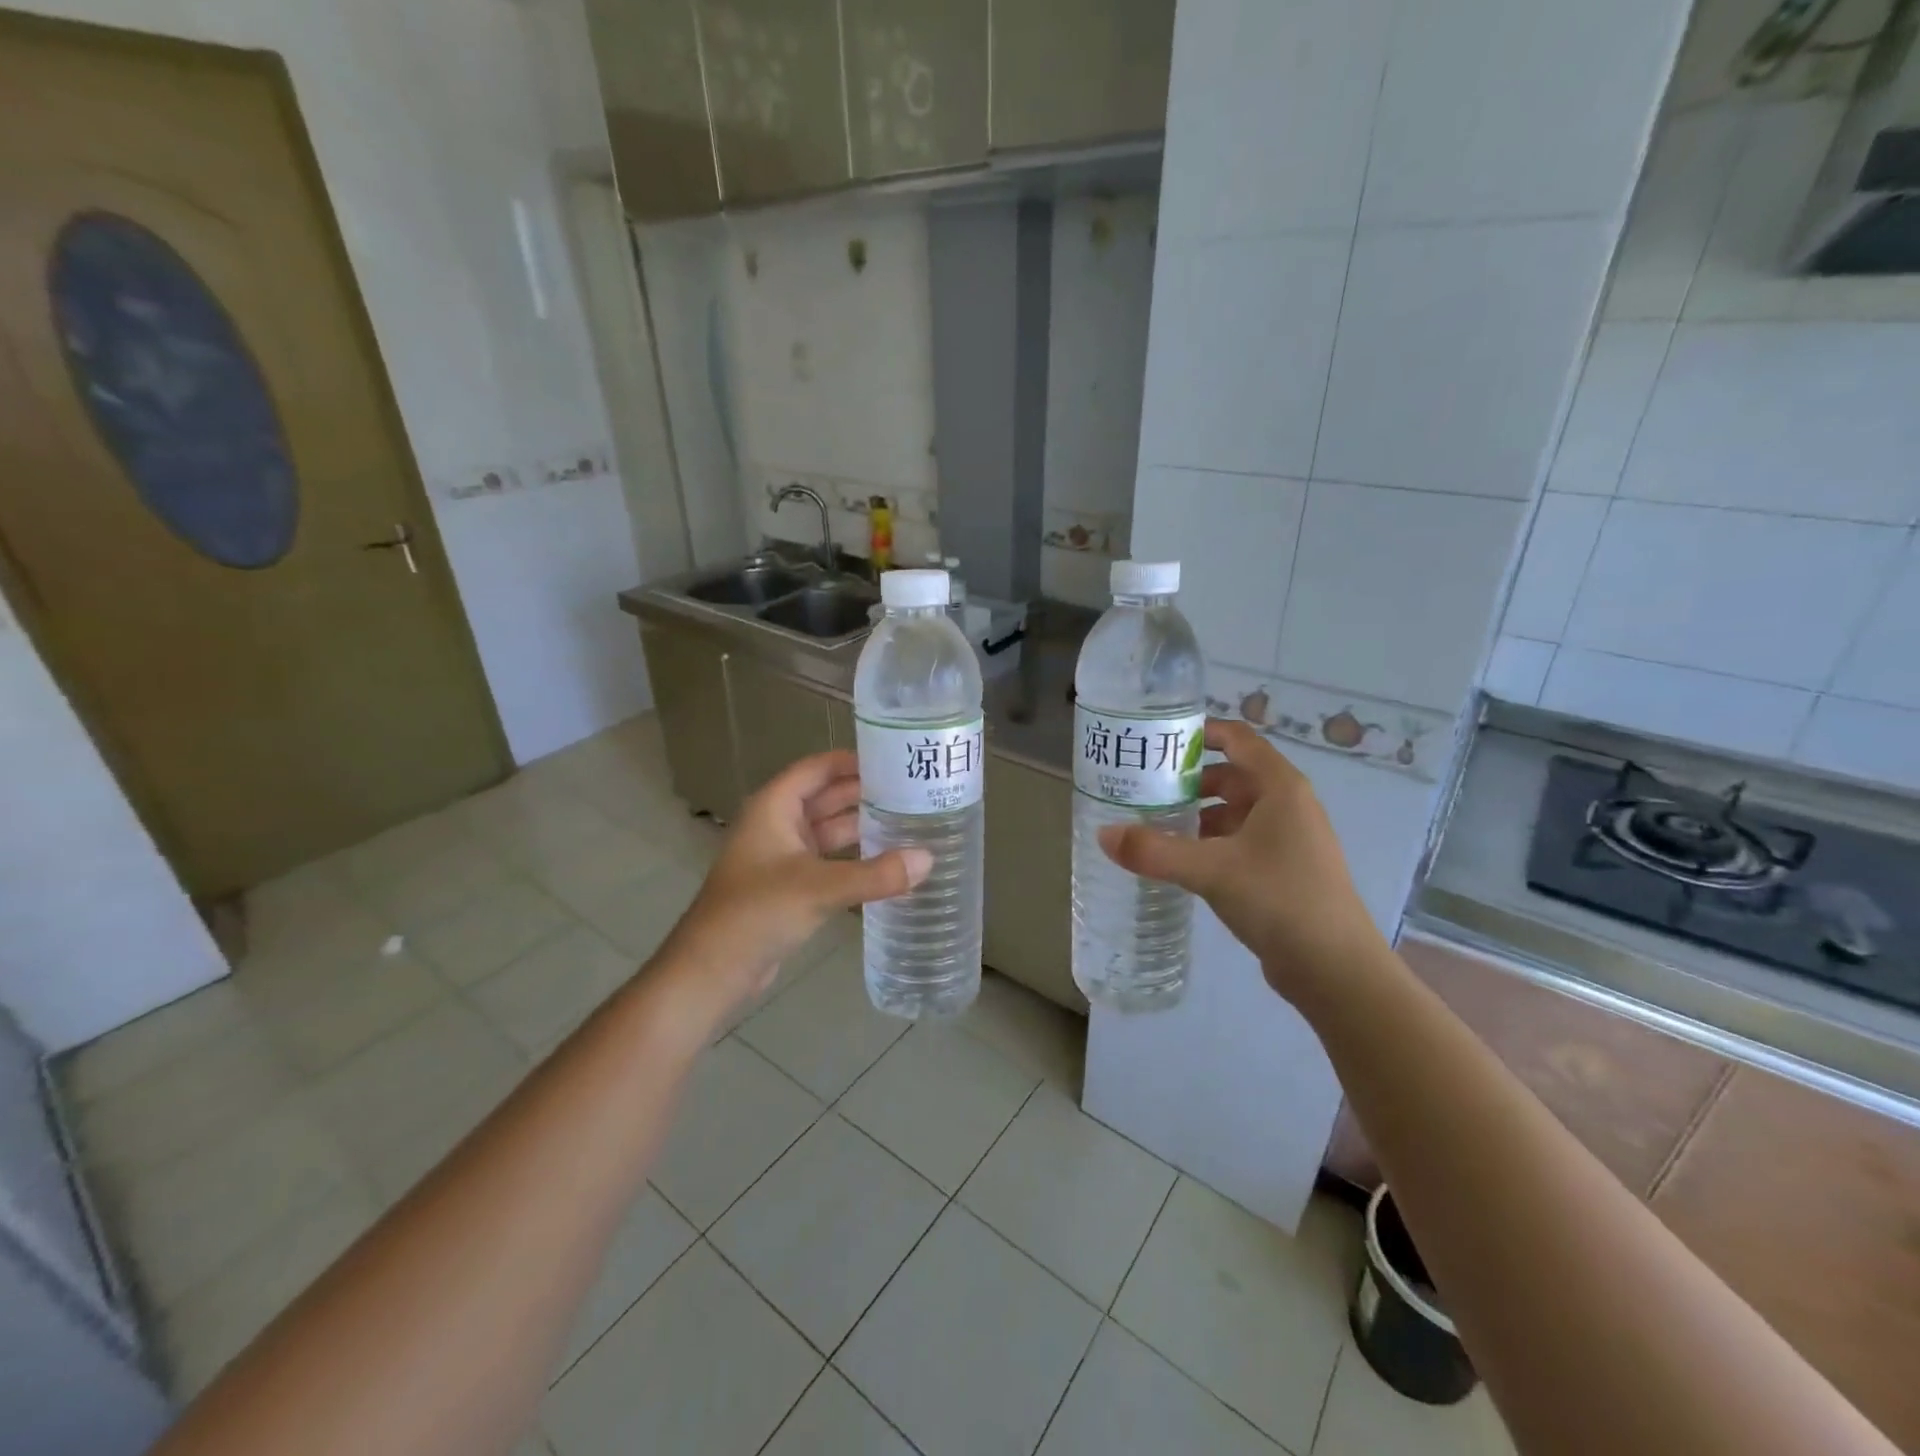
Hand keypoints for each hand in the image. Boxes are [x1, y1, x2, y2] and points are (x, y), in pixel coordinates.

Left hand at [658, 751, 930, 1018]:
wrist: (712, 971)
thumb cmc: (756, 913)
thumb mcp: (818, 888)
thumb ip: (875, 875)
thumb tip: (928, 859)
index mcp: (775, 807)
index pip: (818, 768)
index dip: (854, 760)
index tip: (897, 760)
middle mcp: (779, 825)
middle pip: (827, 797)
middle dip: (867, 793)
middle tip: (916, 791)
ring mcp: (784, 857)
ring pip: (831, 831)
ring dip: (864, 826)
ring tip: (912, 821)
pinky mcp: (791, 887)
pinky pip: (830, 861)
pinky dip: (856, 858)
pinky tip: (890, 863)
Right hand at [1098, 719, 1387, 1001]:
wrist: (1336, 969)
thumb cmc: (1280, 899)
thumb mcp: (1211, 871)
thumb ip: (1154, 851)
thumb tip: (1102, 835)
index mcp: (1280, 787)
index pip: (1237, 738)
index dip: (1199, 732)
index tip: (1157, 739)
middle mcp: (1287, 805)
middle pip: (1231, 774)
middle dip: (1189, 779)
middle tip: (1143, 786)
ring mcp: (1288, 839)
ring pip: (1234, 811)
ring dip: (1197, 813)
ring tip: (1152, 823)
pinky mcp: (1283, 870)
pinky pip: (1239, 841)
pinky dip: (1210, 842)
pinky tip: (1180, 859)